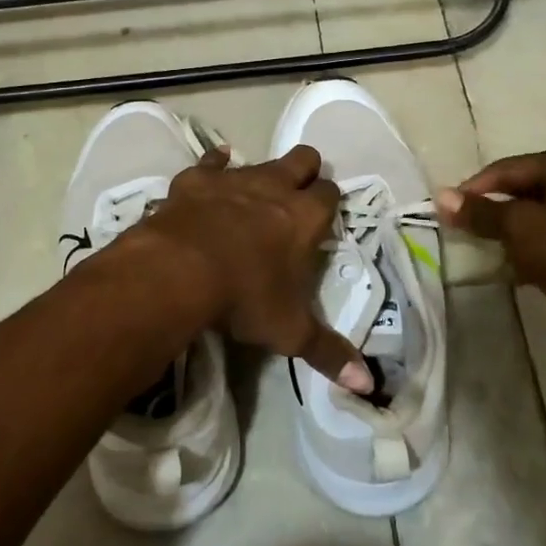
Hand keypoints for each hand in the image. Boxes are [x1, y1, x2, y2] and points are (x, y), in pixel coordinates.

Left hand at [138, 145, 374, 395]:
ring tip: (252, 197)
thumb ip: (328, 352)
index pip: (330, 193)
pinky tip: (214, 168)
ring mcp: (234, 178)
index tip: (323, 218)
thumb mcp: (289, 331)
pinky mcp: (197, 178)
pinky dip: (215, 165)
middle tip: (296, 197)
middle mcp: (274, 187)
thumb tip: (367, 385)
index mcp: (304, 217)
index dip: (329, 202)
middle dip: (304, 172)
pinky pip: (211, 161)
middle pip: (303, 160)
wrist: (178, 271)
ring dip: (260, 175)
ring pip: (259, 161)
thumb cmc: (243, 298)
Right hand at [435, 145, 545, 367]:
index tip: (442, 213)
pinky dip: (524, 252)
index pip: (507, 169)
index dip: (473, 190)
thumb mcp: (522, 229)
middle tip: (457, 232)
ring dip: (505, 234)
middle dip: (490, 212)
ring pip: (531, 218)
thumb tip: (440, 197)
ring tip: (477, 250)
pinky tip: (506, 269)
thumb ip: (480, 212)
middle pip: (519, 191)